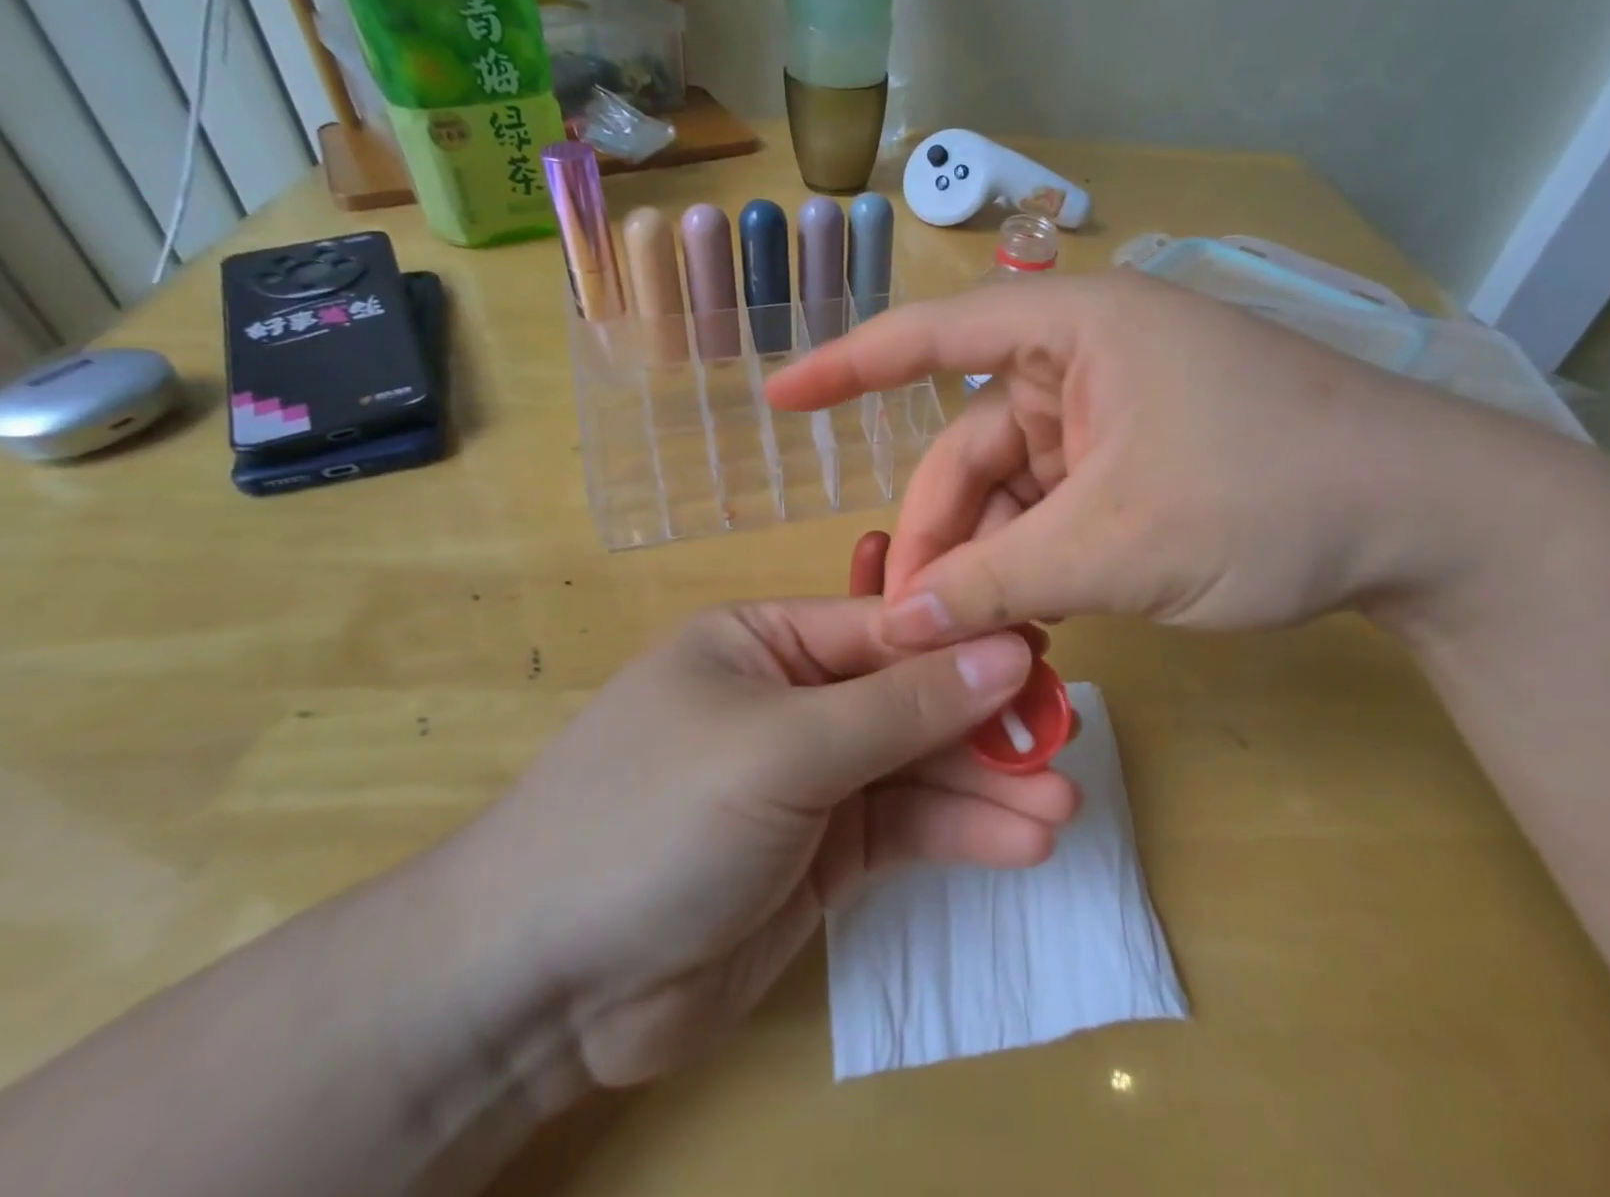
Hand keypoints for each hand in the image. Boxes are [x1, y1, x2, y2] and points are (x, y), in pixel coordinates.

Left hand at [453, 600, 1079, 1086]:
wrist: (545, 982)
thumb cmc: (656, 816)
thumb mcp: (784, 746)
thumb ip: (900, 705)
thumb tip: (1006, 651)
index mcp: (768, 641)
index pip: (886, 628)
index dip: (965, 641)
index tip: (1045, 654)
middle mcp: (795, 699)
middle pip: (909, 697)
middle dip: (985, 720)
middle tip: (1065, 738)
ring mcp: (811, 779)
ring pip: (916, 768)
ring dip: (986, 786)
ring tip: (1062, 804)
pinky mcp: (824, 853)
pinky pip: (904, 828)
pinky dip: (961, 834)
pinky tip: (1023, 842)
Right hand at [766, 271, 1535, 644]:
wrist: (1431, 524)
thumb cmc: (1273, 497)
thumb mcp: (1119, 544)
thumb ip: (999, 582)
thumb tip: (901, 623)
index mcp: (1074, 331)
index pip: (931, 338)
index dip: (847, 368)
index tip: (780, 399)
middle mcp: (1084, 363)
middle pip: (971, 448)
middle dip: (943, 534)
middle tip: (916, 622)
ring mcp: (1113, 416)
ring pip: (1012, 491)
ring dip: (992, 562)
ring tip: (981, 638)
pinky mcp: (1138, 463)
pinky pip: (1055, 509)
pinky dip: (1036, 562)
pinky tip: (1030, 620)